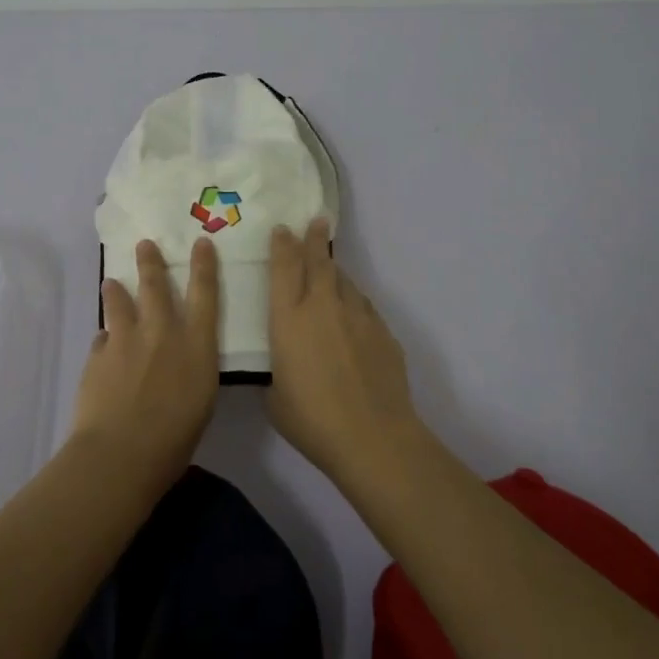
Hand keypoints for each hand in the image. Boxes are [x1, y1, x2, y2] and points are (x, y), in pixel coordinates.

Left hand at [70, 238, 219, 489]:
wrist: (121, 453)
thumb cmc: (174, 440)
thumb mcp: (201, 402)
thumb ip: (191, 370)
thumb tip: (179, 359)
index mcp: (195, 346)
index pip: (204, 295)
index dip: (203, 266)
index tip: (200, 242)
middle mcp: (161, 333)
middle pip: (156, 286)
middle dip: (151, 262)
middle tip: (144, 244)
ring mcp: (126, 340)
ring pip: (119, 302)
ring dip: (116, 291)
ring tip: (112, 283)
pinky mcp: (98, 355)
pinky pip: (102, 339)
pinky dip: (105, 340)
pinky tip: (103, 346)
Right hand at [267, 219, 425, 484]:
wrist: (373, 437)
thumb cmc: (312, 420)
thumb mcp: (276, 397)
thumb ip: (277, 370)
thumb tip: (285, 365)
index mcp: (289, 318)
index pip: (283, 267)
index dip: (282, 245)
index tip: (283, 229)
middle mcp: (322, 306)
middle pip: (318, 261)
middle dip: (315, 238)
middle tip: (316, 221)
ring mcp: (357, 315)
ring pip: (344, 281)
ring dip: (335, 272)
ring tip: (331, 270)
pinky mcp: (383, 331)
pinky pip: (364, 306)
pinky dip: (354, 303)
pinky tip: (353, 316)